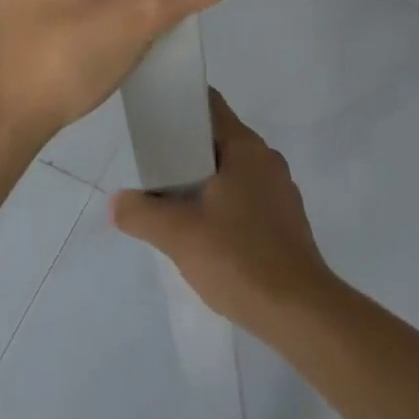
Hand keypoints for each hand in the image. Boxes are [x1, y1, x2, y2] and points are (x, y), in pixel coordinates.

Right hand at [111, 90, 335, 334]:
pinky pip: (248, 198)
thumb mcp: (179, 235)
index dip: (180, 105)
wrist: (301, 313)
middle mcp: (266, 159)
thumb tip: (117, 202)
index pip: (209, 105)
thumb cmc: (240, 257)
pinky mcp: (287, 222)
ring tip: (175, 205)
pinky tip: (207, 235)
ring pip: (233, 172)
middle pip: (219, 139)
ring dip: (205, 181)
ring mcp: (281, 191)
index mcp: (245, 147)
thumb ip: (142, 213)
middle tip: (154, 169)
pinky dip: (225, 205)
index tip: (153, 118)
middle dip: (186, 151)